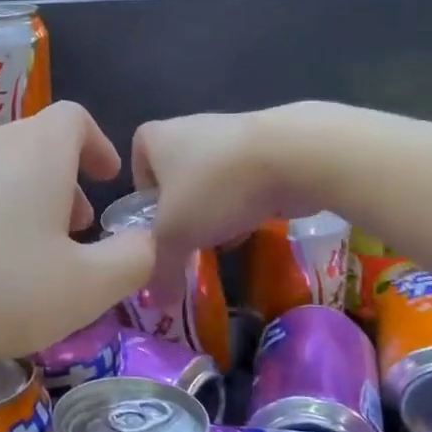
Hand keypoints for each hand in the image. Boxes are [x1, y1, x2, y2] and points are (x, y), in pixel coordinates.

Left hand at [0, 102, 154, 369]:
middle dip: (63, 185)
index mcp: (36, 150)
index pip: (76, 119)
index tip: (106, 180)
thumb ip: (131, 261)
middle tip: (73, 234)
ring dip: (23, 206)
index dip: (98, 146)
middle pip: (36, 147)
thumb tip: (146, 240)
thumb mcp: (81, 289)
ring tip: (28, 259)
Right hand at [132, 106, 320, 300]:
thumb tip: (158, 303)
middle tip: (191, 238)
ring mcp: (231, 132)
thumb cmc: (216, 186)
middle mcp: (188, 127)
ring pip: (214, 180)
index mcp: (155, 137)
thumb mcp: (176, 236)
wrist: (294, 156)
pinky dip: (248, 201)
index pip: (137, 164)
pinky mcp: (267, 144)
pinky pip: (246, 179)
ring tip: (226, 236)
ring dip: (217, 209)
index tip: (158, 222)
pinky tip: (256, 222)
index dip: (145, 196)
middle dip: (185, 210)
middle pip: (178, 177)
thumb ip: (161, 268)